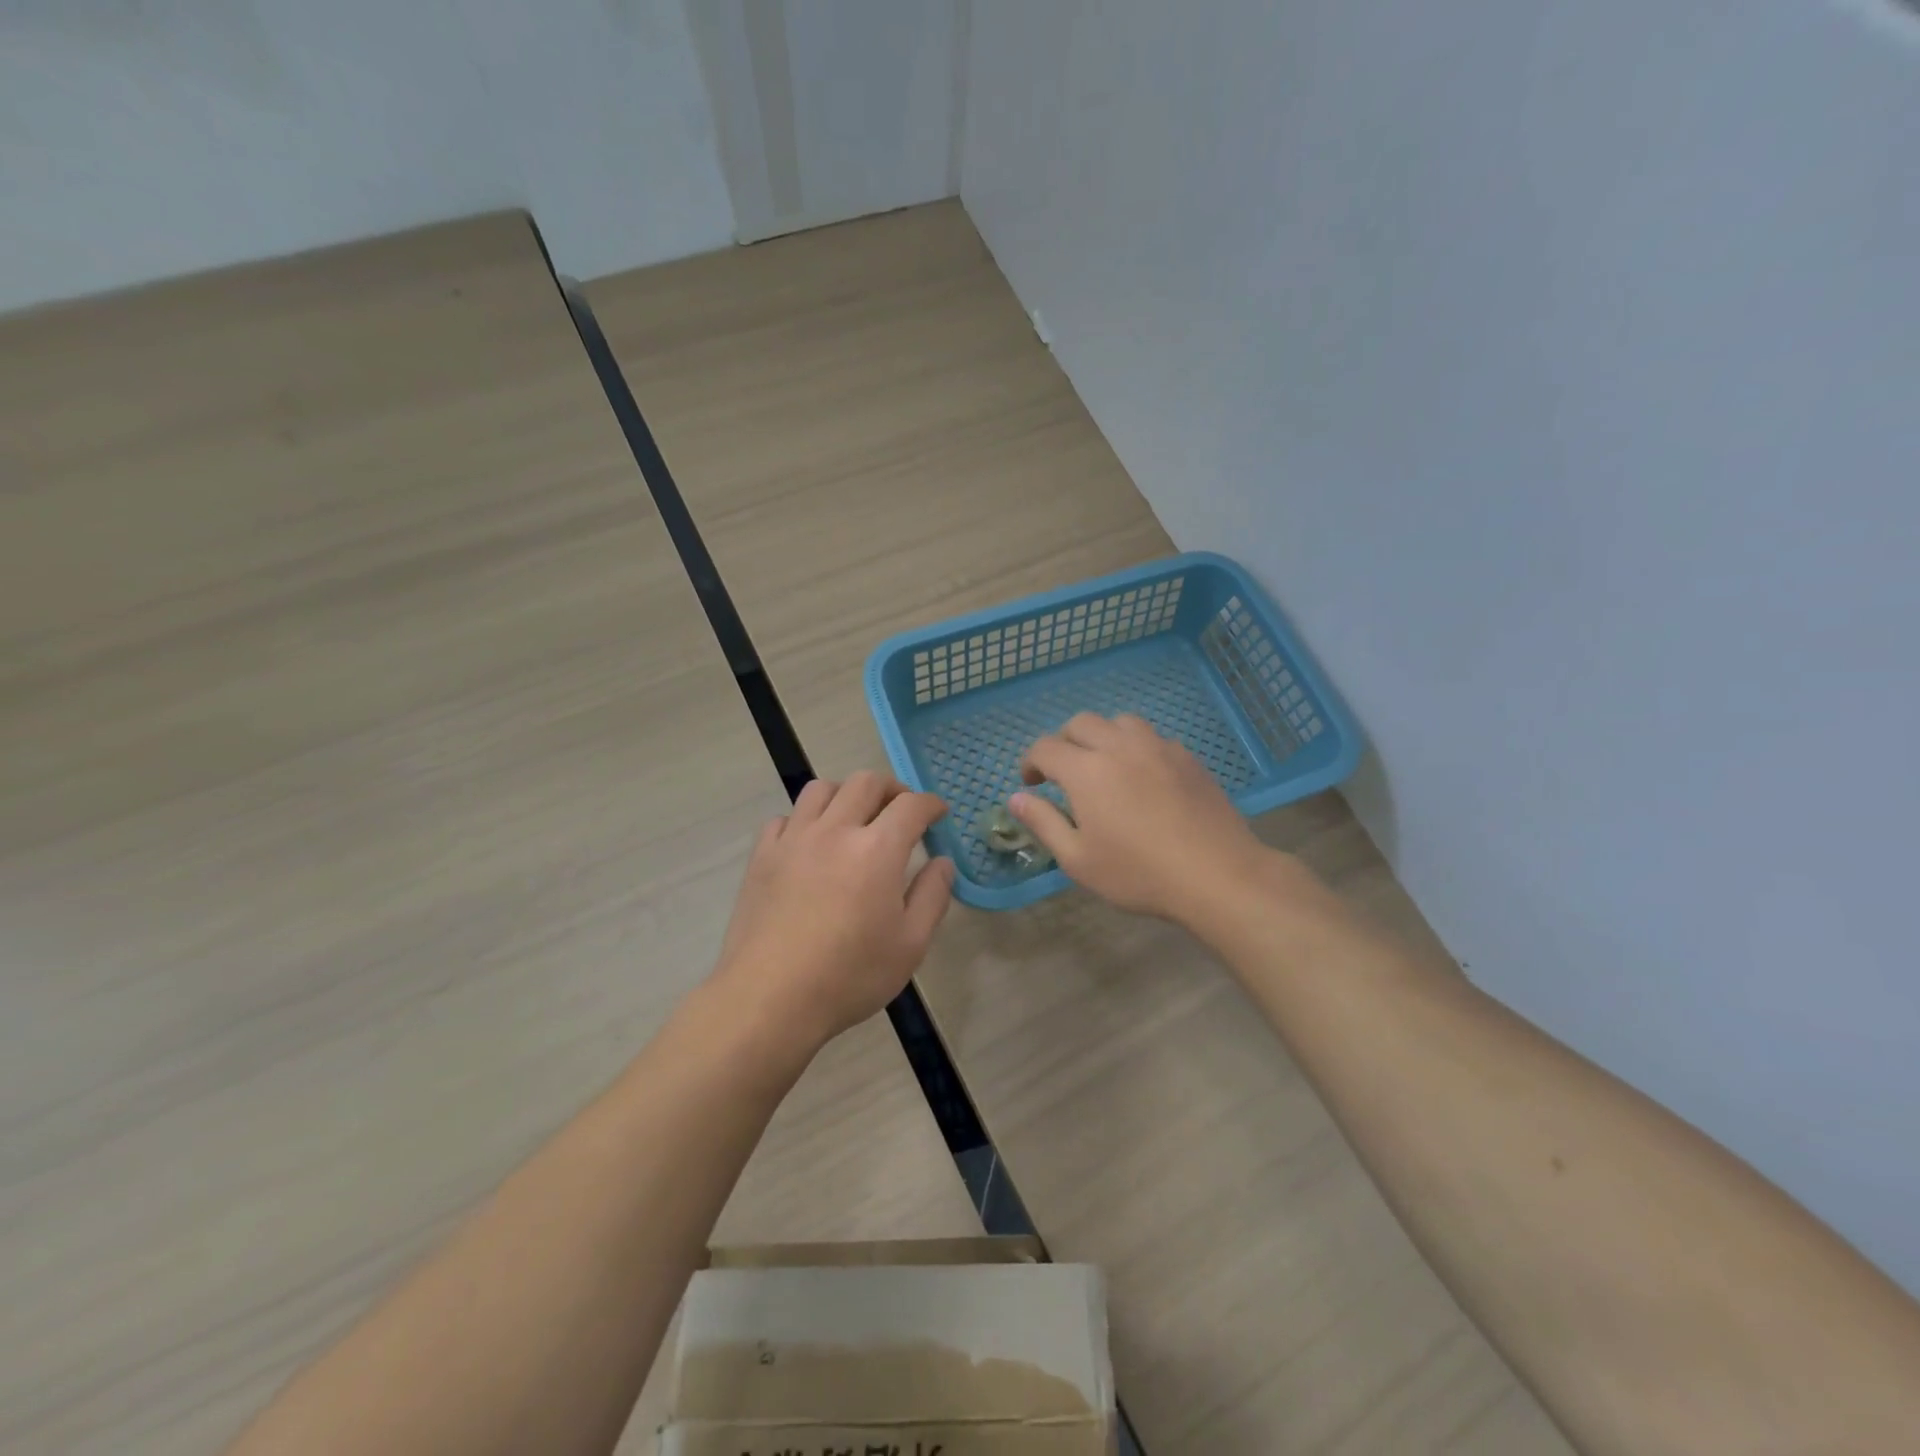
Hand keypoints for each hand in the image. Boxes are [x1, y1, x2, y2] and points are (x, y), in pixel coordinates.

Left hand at [715, 772, 954, 1052]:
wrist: (769, 998)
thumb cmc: (849, 976)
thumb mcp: (910, 945)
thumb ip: (932, 896)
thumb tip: (942, 863)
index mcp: (877, 849)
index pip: (911, 805)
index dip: (931, 804)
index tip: (938, 813)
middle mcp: (835, 830)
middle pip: (866, 782)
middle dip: (892, 788)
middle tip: (901, 810)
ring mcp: (794, 840)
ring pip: (821, 789)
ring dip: (846, 794)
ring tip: (855, 817)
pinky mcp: (762, 856)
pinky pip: (785, 818)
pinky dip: (805, 820)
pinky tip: (810, 844)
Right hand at [1010, 713, 1283, 922]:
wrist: (1217, 875)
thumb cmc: (1138, 873)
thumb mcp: (1078, 860)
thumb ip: (1043, 823)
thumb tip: (1015, 798)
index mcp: (1086, 770)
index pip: (1045, 747)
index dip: (1031, 762)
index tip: (1032, 785)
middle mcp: (1119, 746)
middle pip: (1081, 723)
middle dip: (1063, 742)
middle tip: (1063, 774)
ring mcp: (1158, 747)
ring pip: (1120, 722)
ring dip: (1102, 737)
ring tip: (1104, 767)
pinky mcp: (1187, 757)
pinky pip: (1152, 738)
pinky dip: (1136, 748)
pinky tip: (1143, 778)